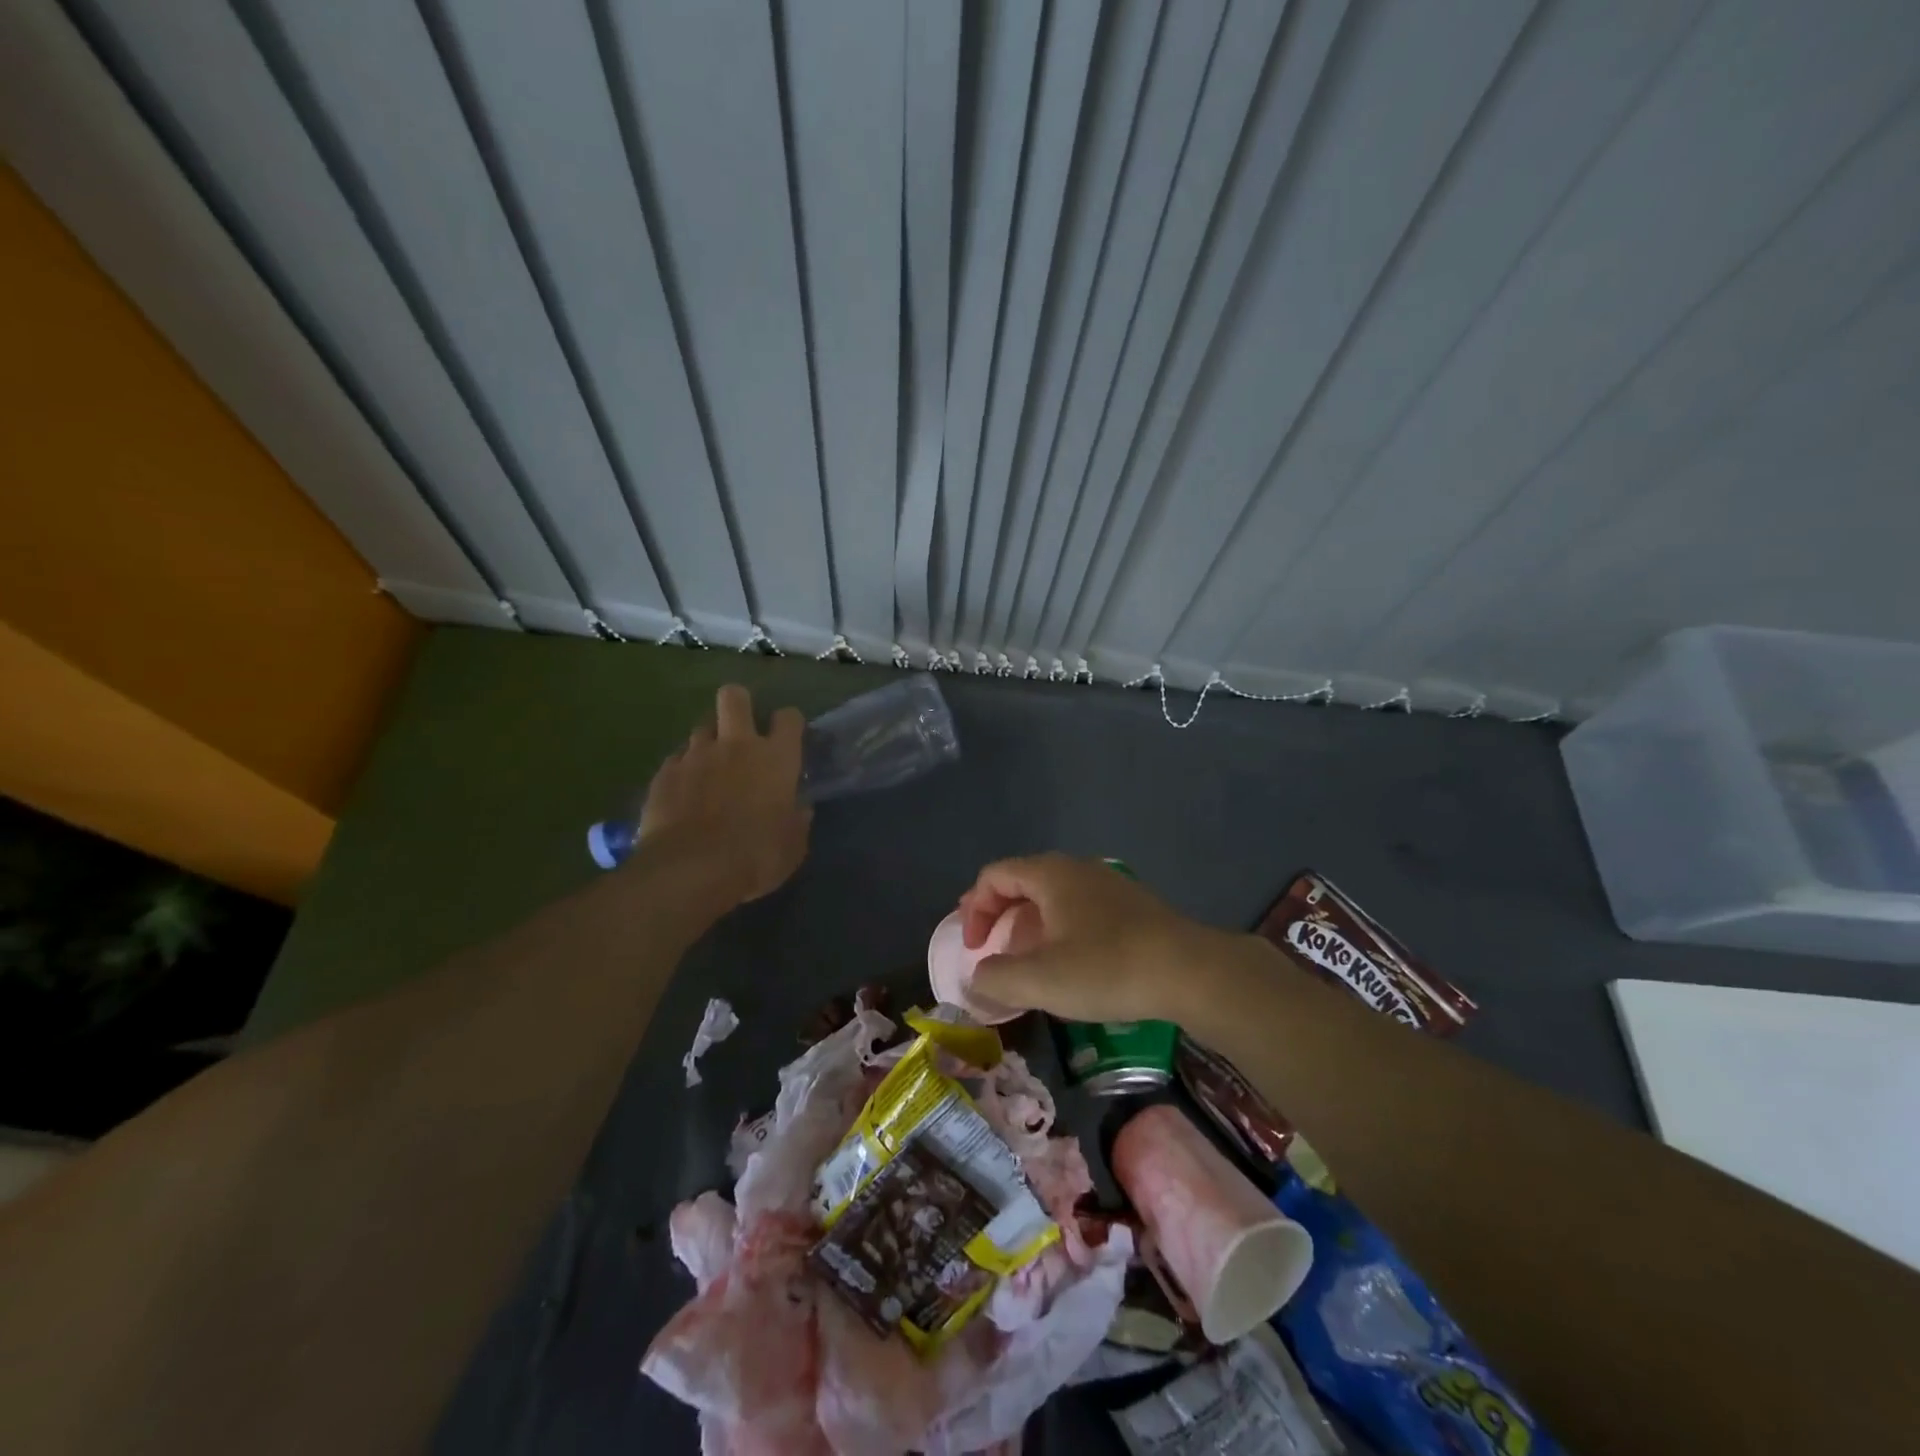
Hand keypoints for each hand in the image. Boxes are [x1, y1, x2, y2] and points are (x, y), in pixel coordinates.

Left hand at [636, 685, 810, 905]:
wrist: (690, 871)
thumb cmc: (756, 856)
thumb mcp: (793, 845)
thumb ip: (797, 820)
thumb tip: (800, 808)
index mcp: (776, 758)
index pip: (788, 717)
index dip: (788, 723)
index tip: (787, 737)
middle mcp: (736, 745)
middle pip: (734, 697)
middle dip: (738, 704)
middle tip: (741, 729)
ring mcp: (695, 756)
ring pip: (702, 728)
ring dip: (709, 742)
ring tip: (710, 767)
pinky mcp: (664, 773)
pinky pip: (676, 760)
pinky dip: (683, 770)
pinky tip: (683, 793)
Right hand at [958, 853, 1252, 1023]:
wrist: (1191, 971)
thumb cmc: (1106, 967)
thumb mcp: (1041, 980)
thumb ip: (996, 977)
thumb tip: (978, 976)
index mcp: (1050, 874)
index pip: (994, 876)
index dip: (975, 910)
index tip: (974, 949)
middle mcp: (1077, 868)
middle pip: (1022, 881)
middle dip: (999, 915)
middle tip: (991, 950)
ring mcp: (1109, 884)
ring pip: (1053, 896)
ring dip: (1030, 924)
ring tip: (1027, 960)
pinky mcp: (1132, 906)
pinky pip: (1080, 908)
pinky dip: (1060, 929)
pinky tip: (1071, 963)